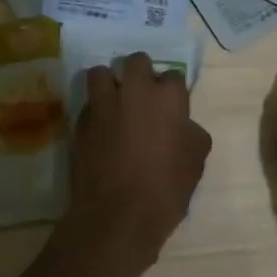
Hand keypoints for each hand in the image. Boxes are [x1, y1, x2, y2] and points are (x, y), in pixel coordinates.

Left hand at [64, 52, 212, 274]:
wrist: (118, 216)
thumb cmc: (165, 189)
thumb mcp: (195, 162)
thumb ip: (191, 133)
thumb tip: (184, 125)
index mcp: (167, 97)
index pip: (173, 76)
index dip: (173, 92)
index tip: (172, 108)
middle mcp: (134, 91)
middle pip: (136, 61)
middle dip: (140, 74)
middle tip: (143, 97)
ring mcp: (104, 104)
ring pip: (101, 73)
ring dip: (109, 83)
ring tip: (114, 103)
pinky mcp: (80, 122)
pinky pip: (88, 104)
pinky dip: (94, 111)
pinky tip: (101, 130)